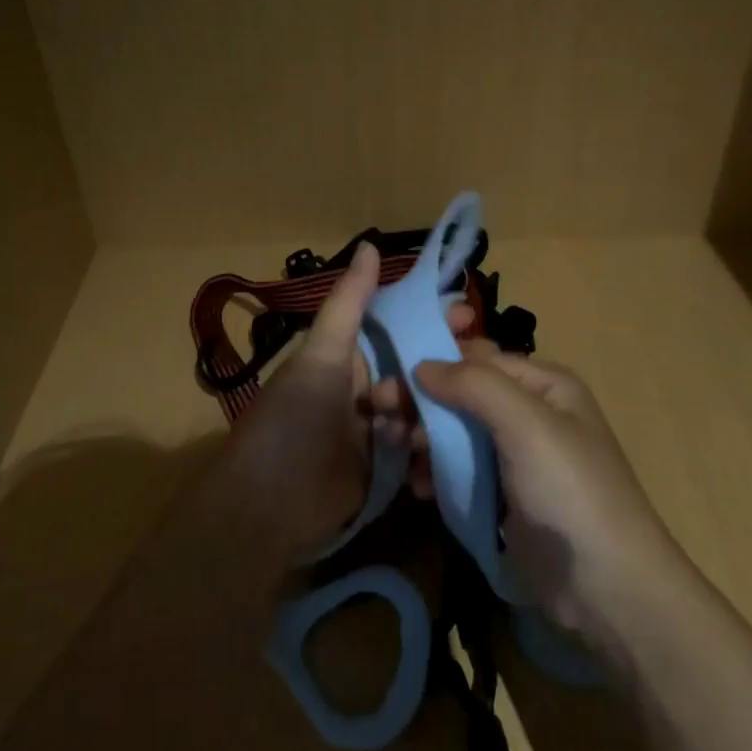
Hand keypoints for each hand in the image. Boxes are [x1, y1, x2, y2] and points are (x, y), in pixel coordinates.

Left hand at [227, 242, 446, 557]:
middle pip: (415, 368)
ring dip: (439, 410)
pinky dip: (432, 446)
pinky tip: (449, 447)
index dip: (430, 318)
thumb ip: (349, 304)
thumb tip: (369, 244)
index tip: (467, 314)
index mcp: (347, 357)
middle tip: (483, 367)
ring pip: (422, 408)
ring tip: (461, 414)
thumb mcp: (321, 356)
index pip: (397, 327)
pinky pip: (418, 448)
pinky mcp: (385, 469)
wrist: (268, 507)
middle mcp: (364, 388)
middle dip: (445, 366)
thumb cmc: (293, 420)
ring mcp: (376, 430)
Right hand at [415, 343, 689, 652]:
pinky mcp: (504, 498)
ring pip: (456, 433)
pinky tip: (418, 487)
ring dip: (423, 438)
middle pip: (461, 395)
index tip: (386, 381)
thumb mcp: (527, 425)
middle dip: (420, 403)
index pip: (475, 358)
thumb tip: (422, 364)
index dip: (430, 364)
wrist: (609, 592)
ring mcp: (516, 458)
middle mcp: (530, 413)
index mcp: (543, 385)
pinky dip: (435, 472)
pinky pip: (460, 470)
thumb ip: (475, 385)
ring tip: (396, 452)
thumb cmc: (570, 494)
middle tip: (378, 415)